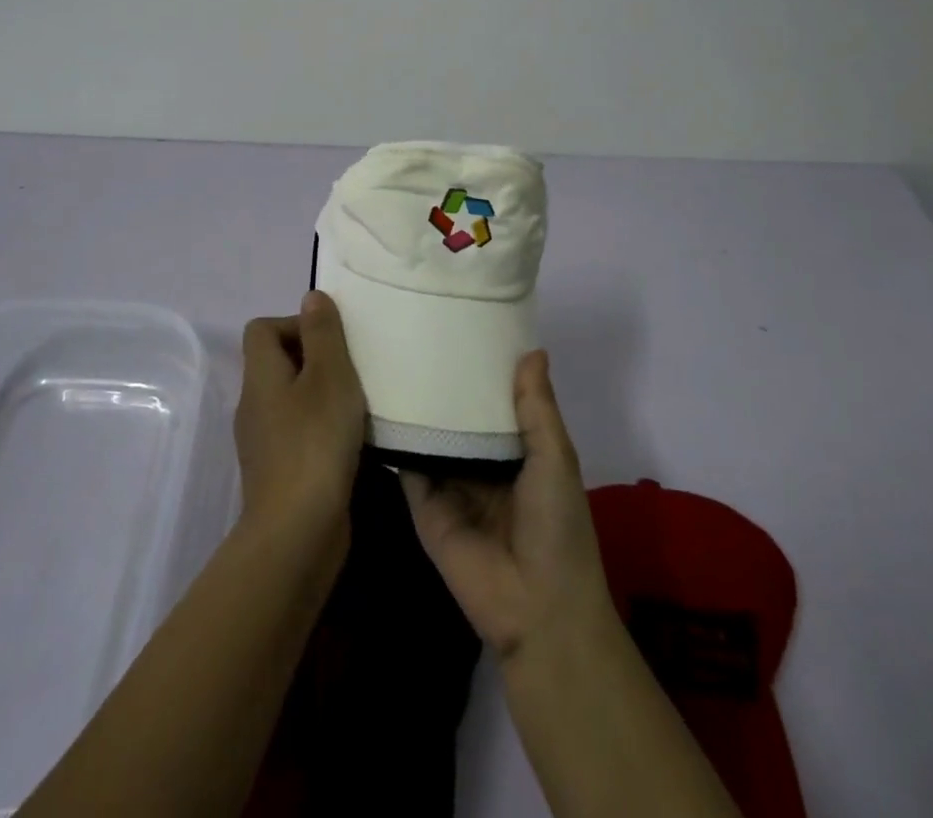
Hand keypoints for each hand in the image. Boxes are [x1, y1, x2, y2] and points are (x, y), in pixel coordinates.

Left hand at [234, 290, 367, 551]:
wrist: (297, 533)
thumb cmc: (315, 442)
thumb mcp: (329, 375)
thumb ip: (323, 333)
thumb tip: (311, 297)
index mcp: (260, 376)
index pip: (262, 328)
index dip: (295, 324)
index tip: (331, 342)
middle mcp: (254, 404)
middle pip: (278, 362)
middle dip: (316, 359)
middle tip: (353, 370)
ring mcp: (264, 442)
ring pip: (292, 399)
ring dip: (323, 395)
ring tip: (358, 404)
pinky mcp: (280, 472)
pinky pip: (299, 433)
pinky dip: (323, 429)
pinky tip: (352, 441)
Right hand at [401, 350, 615, 663]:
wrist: (537, 608)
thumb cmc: (557, 526)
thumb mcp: (555, 458)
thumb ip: (537, 408)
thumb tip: (532, 349)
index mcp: (518, 451)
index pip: (495, 401)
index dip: (483, 369)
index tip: (462, 324)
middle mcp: (481, 463)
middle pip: (458, 416)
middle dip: (444, 383)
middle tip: (417, 330)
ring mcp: (450, 484)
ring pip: (431, 435)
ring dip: (417, 406)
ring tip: (391, 353)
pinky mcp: (423, 505)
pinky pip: (407, 466)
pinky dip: (395, 438)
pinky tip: (375, 400)